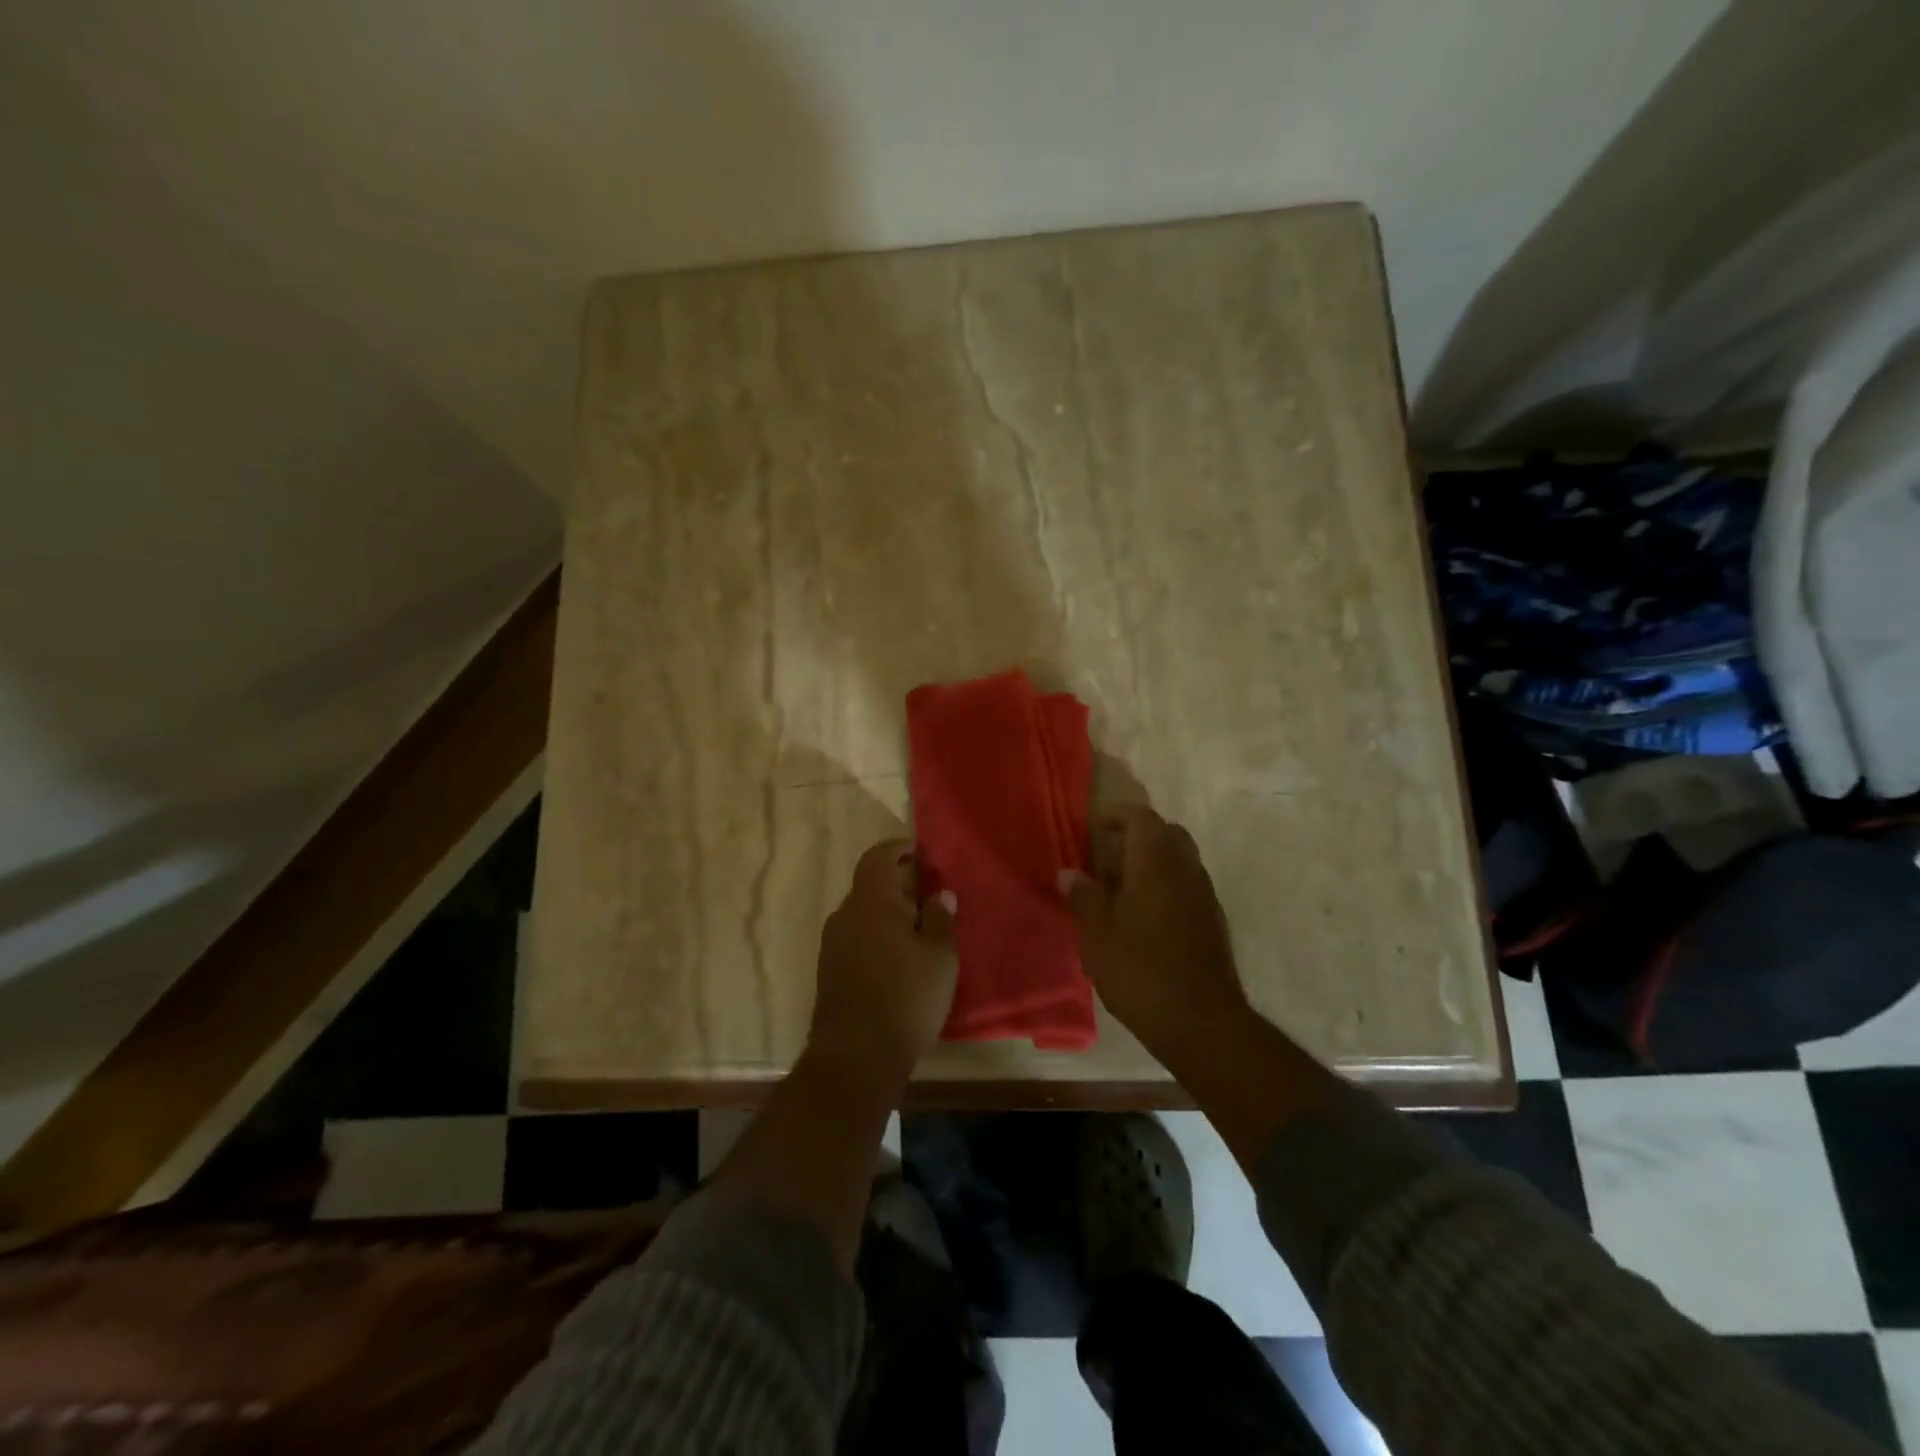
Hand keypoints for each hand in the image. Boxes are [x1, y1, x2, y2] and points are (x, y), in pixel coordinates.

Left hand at [807, 838, 957, 1088]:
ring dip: (889, 911)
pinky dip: (878, 933)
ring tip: (920, 924)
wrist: (856, 1056)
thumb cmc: (906, 998)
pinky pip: (857, 935)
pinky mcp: (830, 969)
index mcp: (871, 902)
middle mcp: (846, 915)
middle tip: (930, 891)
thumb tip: (940, 894)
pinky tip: (900, 954)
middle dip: (899, 882)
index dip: (899, 848)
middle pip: (870, 884)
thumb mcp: (940, 957)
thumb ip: (941, 919)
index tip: (921, 850)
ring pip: (864, 912)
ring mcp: (833, 943)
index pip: (878, 857)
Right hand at [1061, 806, 1249, 1062]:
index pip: (1141, 818)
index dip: (1116, 816)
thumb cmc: (1141, 973)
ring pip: (1180, 859)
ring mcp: (1205, 895)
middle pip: (1165, 833)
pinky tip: (1144, 918)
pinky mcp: (1213, 920)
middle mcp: (1186, 870)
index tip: (1092, 831)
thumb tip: (1070, 873)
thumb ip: (1084, 898)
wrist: (1202, 1023)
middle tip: (1106, 859)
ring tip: (1120, 891)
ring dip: (1152, 862)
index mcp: (1156, 865)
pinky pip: (1188, 884)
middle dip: (1136, 837)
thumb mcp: (1098, 937)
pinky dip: (1166, 885)